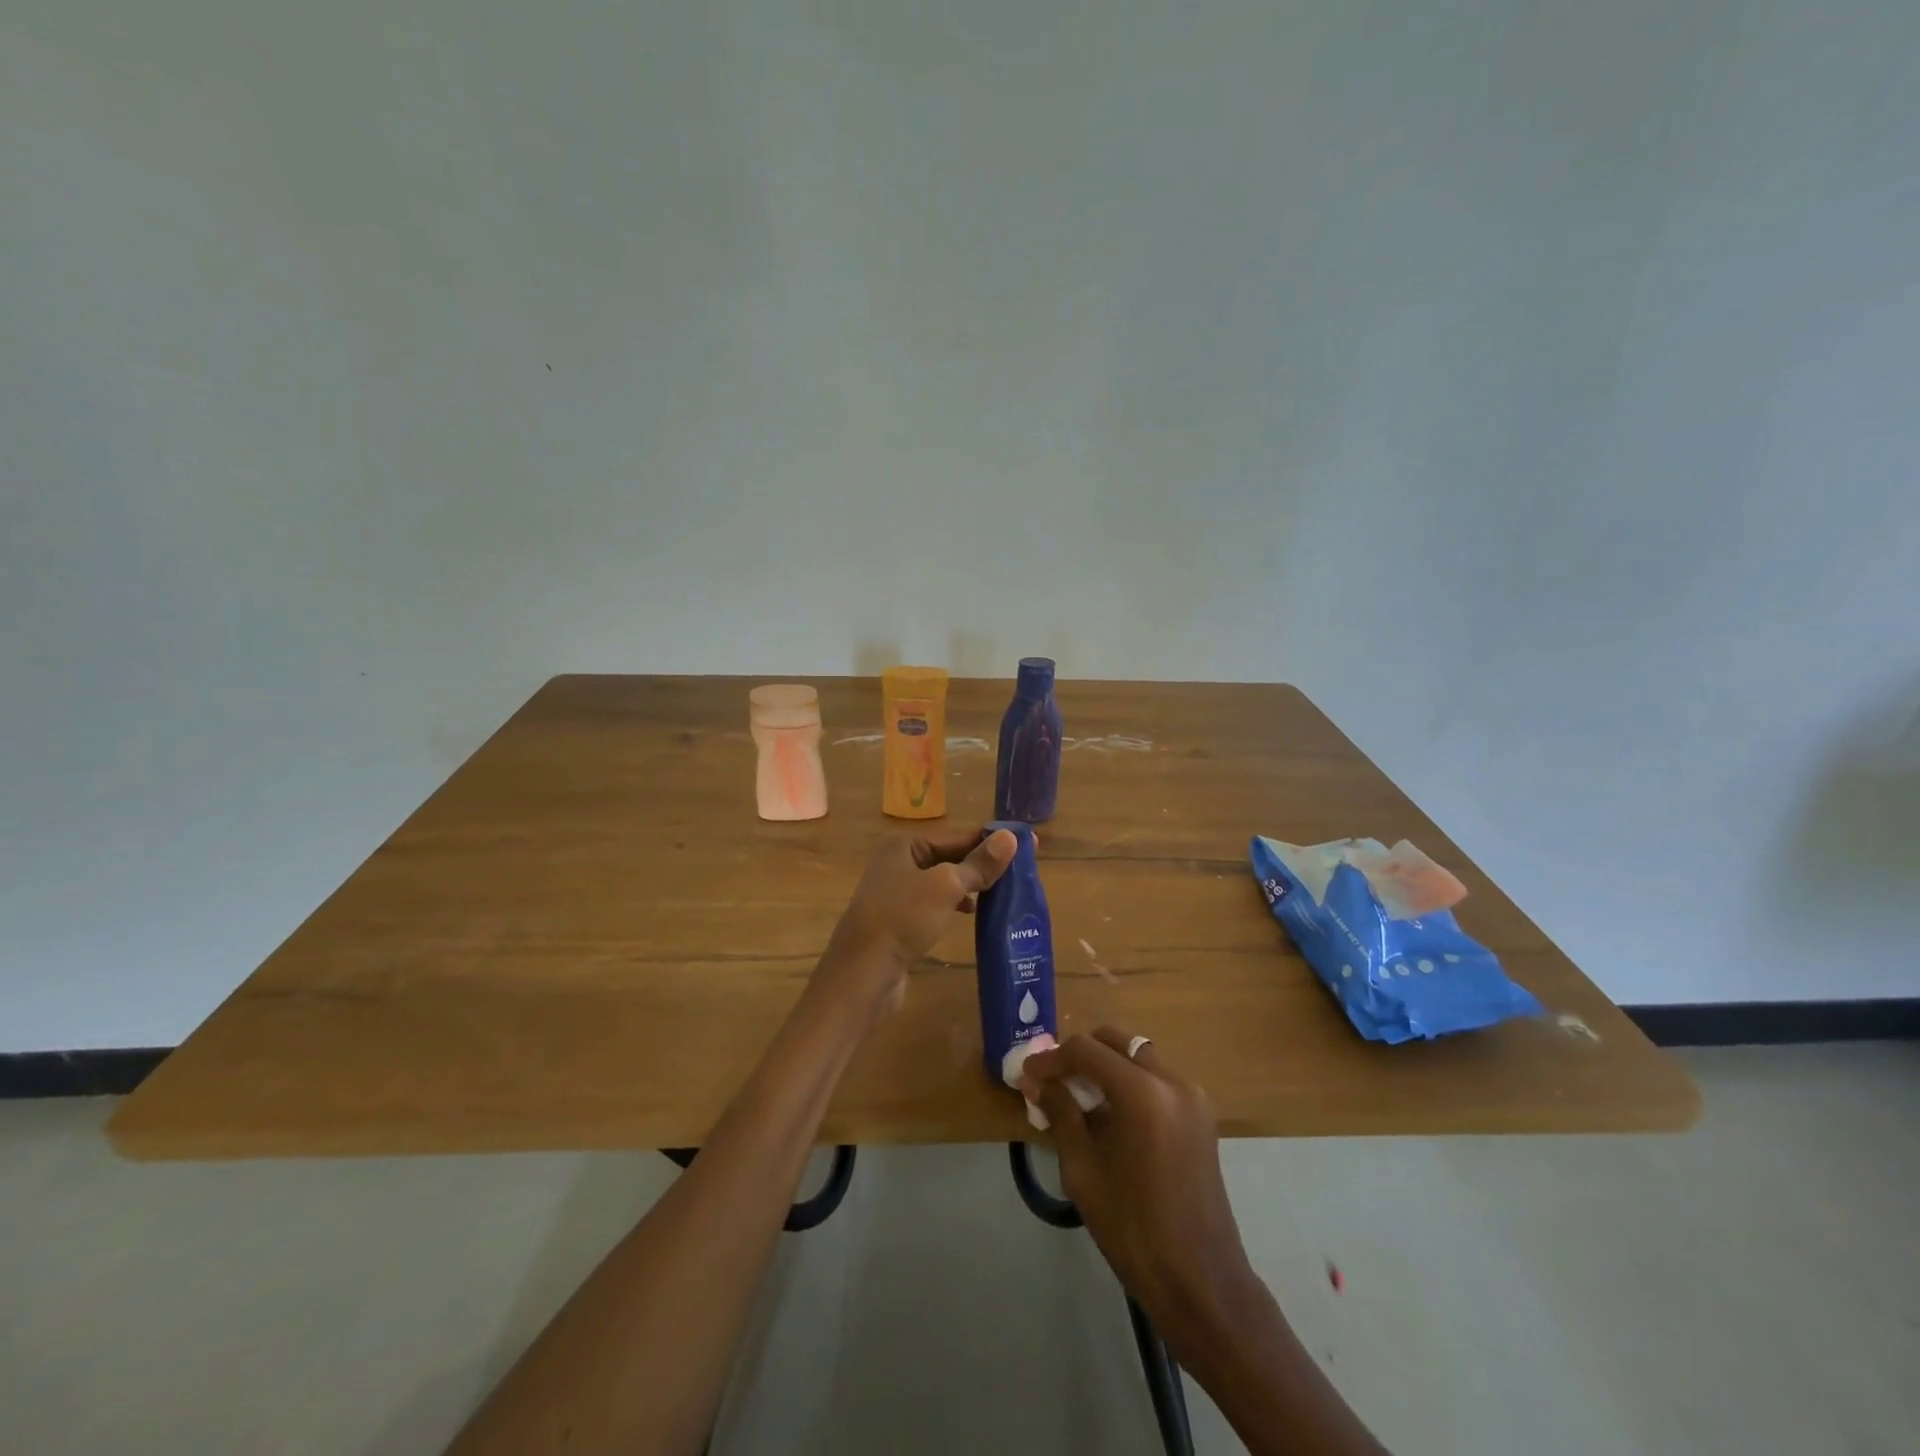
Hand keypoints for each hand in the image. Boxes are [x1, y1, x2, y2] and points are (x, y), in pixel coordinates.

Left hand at [814, 828, 1017, 1023]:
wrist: (863, 973)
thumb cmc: (904, 918)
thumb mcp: (947, 886)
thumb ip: (979, 864)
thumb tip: (1012, 838)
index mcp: (903, 844)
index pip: (957, 836)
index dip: (991, 841)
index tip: (1027, 845)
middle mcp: (896, 861)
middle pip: (949, 856)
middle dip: (981, 864)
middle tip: (1020, 870)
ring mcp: (895, 892)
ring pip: (943, 881)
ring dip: (970, 885)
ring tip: (1002, 892)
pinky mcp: (898, 919)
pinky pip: (934, 903)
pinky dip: (954, 904)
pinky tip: (971, 914)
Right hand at [1020, 1027, 1266, 1361]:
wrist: (1200, 1281)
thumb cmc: (1133, 1229)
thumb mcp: (1083, 1171)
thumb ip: (1060, 1114)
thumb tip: (1038, 1082)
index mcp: (1143, 1093)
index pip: (1086, 1051)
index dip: (1051, 1059)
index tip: (1027, 1075)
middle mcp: (1172, 1081)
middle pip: (1116, 1042)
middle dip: (1080, 1054)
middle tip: (1052, 1080)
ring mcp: (1192, 1096)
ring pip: (1138, 1057)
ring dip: (1105, 1066)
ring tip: (1077, 1097)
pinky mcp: (1201, 1115)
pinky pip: (1157, 1079)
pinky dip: (1129, 1082)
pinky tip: (1109, 1113)